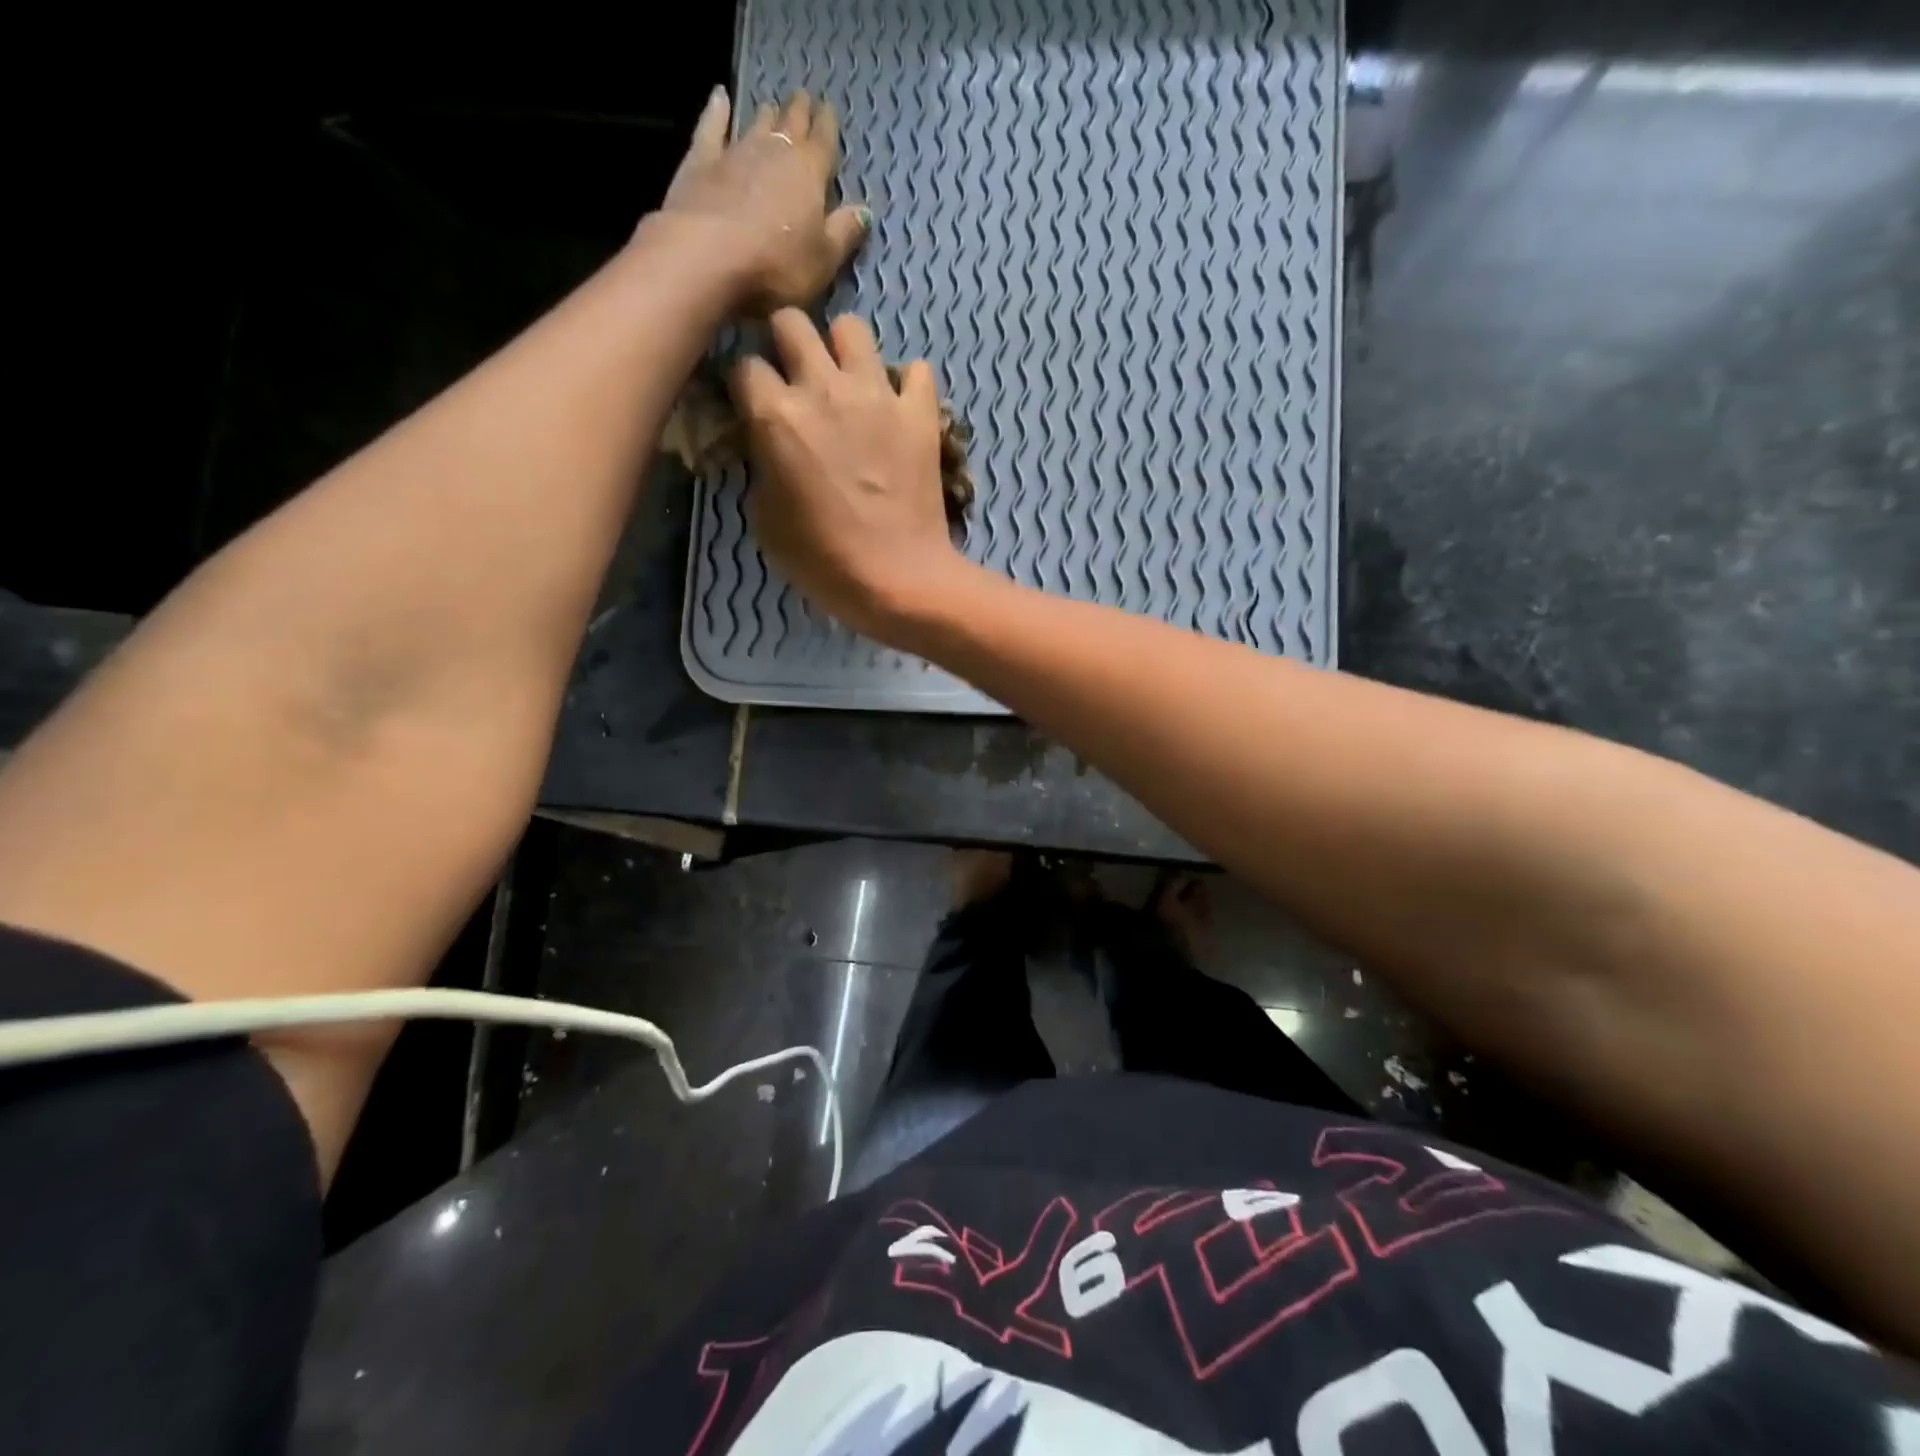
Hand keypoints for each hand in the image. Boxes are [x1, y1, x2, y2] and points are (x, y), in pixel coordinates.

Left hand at [657, 87, 870, 311]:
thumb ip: (844, 233)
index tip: (829, 110)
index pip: (824, 142)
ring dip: (766, 114)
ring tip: (772, 105)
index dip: (828, 126)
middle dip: (799, 111)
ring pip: (756, 124)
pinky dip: (717, 111)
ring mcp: (735, 152)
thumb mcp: (823, 259)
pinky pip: (712, 128)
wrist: (708, 257)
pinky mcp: (701, 161)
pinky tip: (720, 97)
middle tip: (804, 97)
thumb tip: (864, 211)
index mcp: (809, 173)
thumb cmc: (777, 265)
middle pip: (791, 124)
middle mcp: (774, 151)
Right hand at [730, 311, 973, 641]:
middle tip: (795, 379)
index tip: (753, 406)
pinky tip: (898, 408)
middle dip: (785, 343)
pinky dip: (905, 384)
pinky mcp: (920, 413)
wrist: (899, 579)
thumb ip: (761, 466)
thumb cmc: (823, 561)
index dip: (745, 385)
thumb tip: (767, 447)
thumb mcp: (766, 520)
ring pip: (852, 327)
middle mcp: (824, 389)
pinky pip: (915, 371)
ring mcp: (878, 395)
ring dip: (842, 349)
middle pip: (791, 322)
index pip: (743, 364)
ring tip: (846, 383)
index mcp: (776, 415)